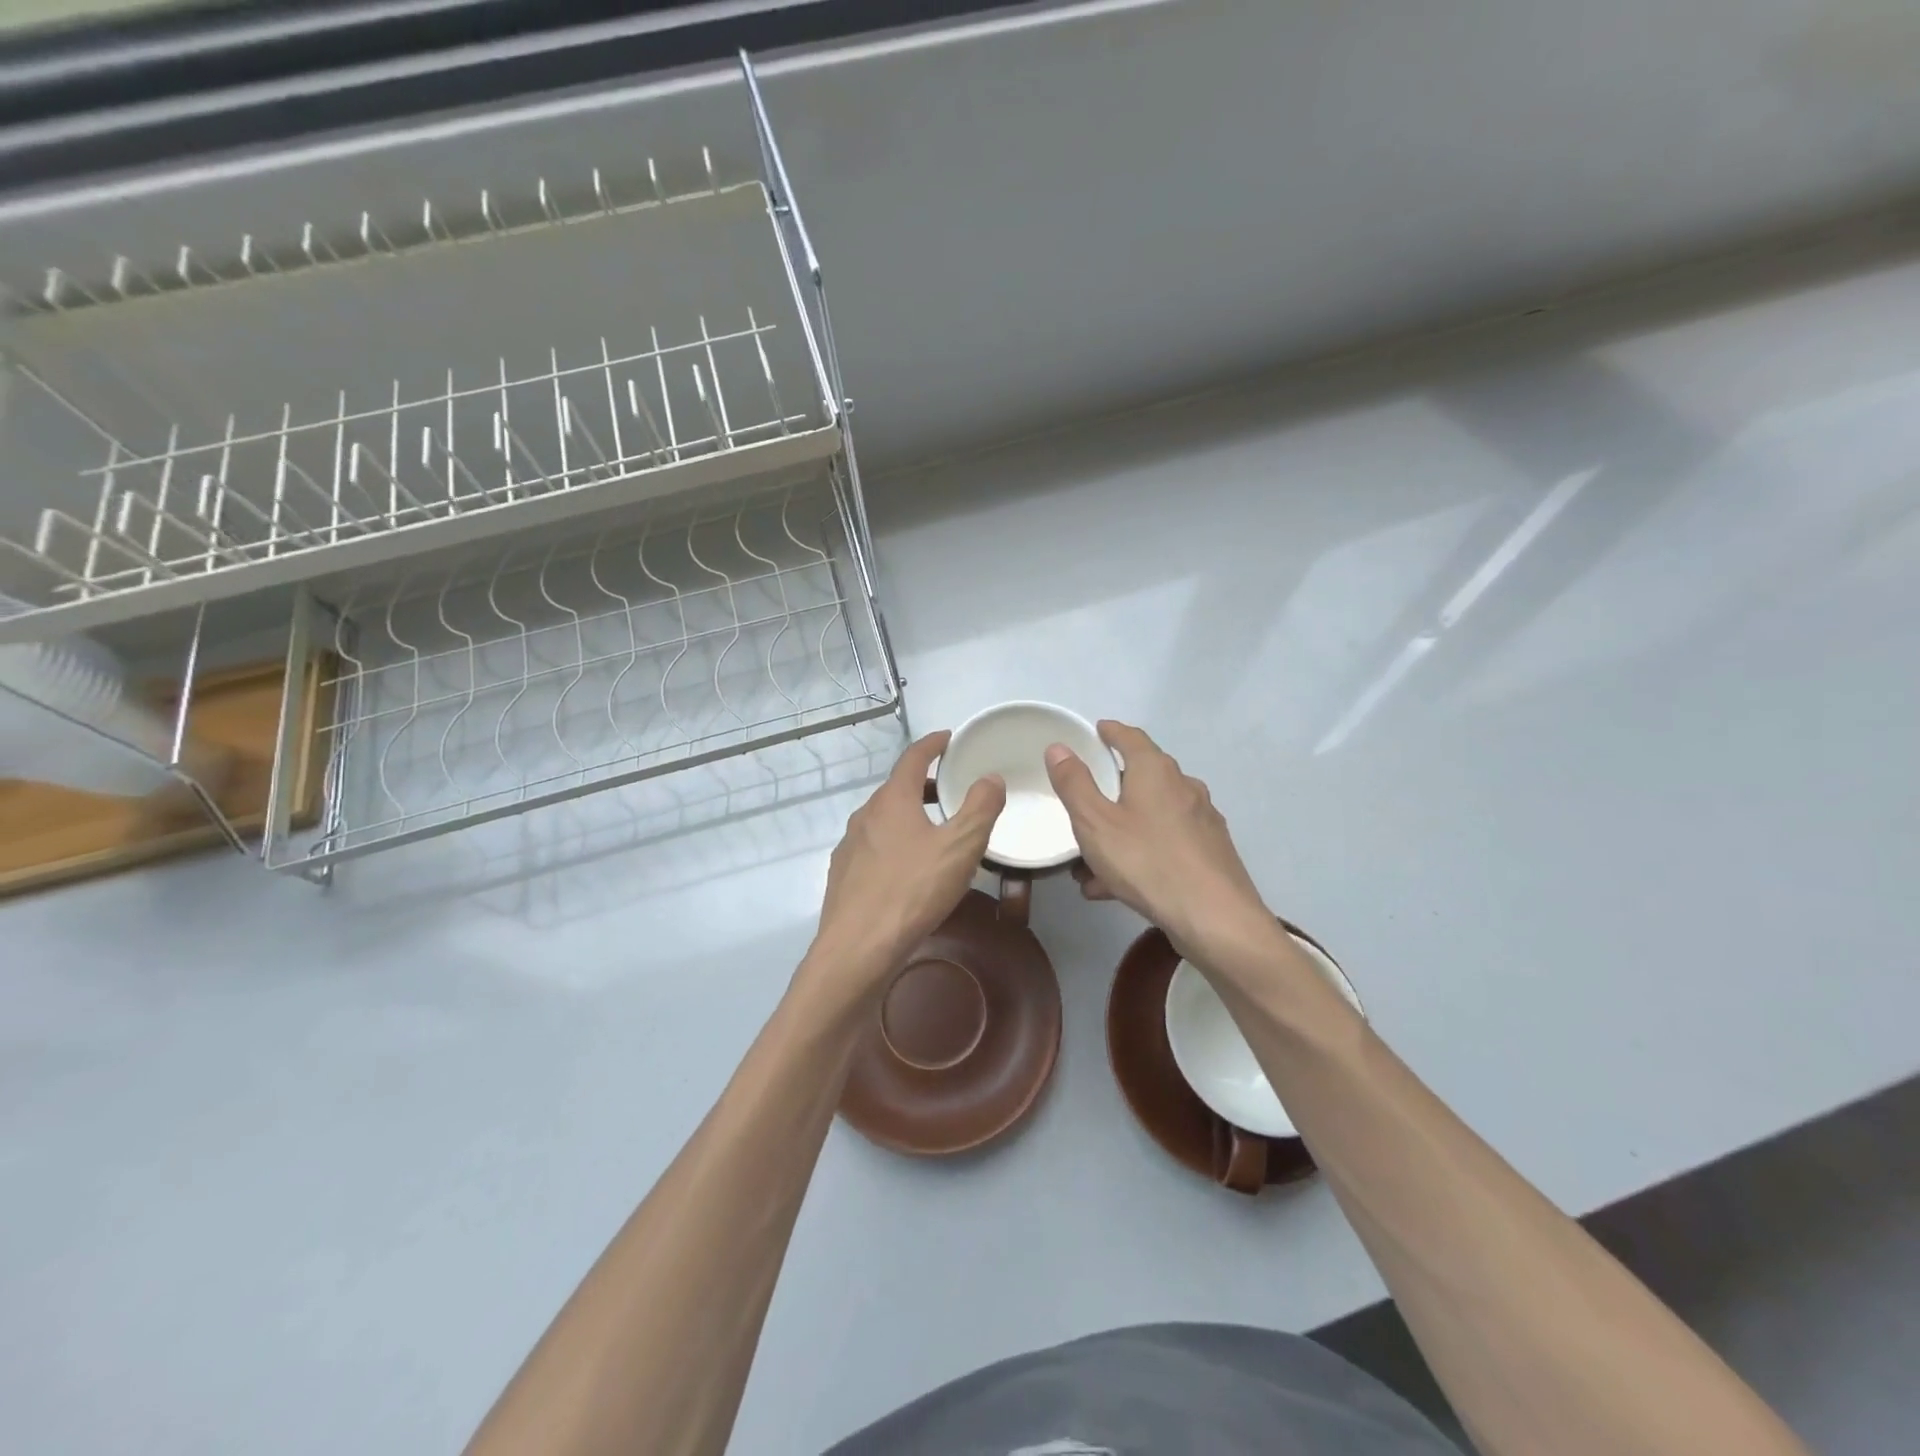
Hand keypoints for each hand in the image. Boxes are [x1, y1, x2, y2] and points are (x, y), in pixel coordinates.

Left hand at [798, 730, 1004, 1012]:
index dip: (932, 744)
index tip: (948, 738)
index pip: (913, 758)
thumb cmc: (912, 890)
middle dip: (925, 785)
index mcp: (892, 800)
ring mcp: (849, 846)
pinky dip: (895, 844)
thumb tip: (990, 777)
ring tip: (936, 833)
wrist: (857, 949)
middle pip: (897, 789)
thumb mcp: (960, 847)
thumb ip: (980, 808)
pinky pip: (874, 848)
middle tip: (952, 791)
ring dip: (910, 817)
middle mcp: (865, 815)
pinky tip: (909, 870)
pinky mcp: (843, 876)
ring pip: (884, 820)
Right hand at [1045, 720, 1276, 968]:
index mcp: (1156, 771)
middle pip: (1141, 779)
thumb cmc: (1148, 862)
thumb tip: (1059, 747)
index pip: (1131, 737)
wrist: (1215, 919)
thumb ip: (1074, 784)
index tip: (1096, 731)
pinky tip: (1114, 888)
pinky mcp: (1210, 853)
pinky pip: (1163, 845)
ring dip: (1118, 834)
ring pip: (1149, 818)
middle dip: (1109, 793)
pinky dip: (1138, 856)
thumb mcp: (1095, 823)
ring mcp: (1201, 821)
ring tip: (1087, 867)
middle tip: (1082, 807)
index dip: (1111, 732)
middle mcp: (1184, 787)